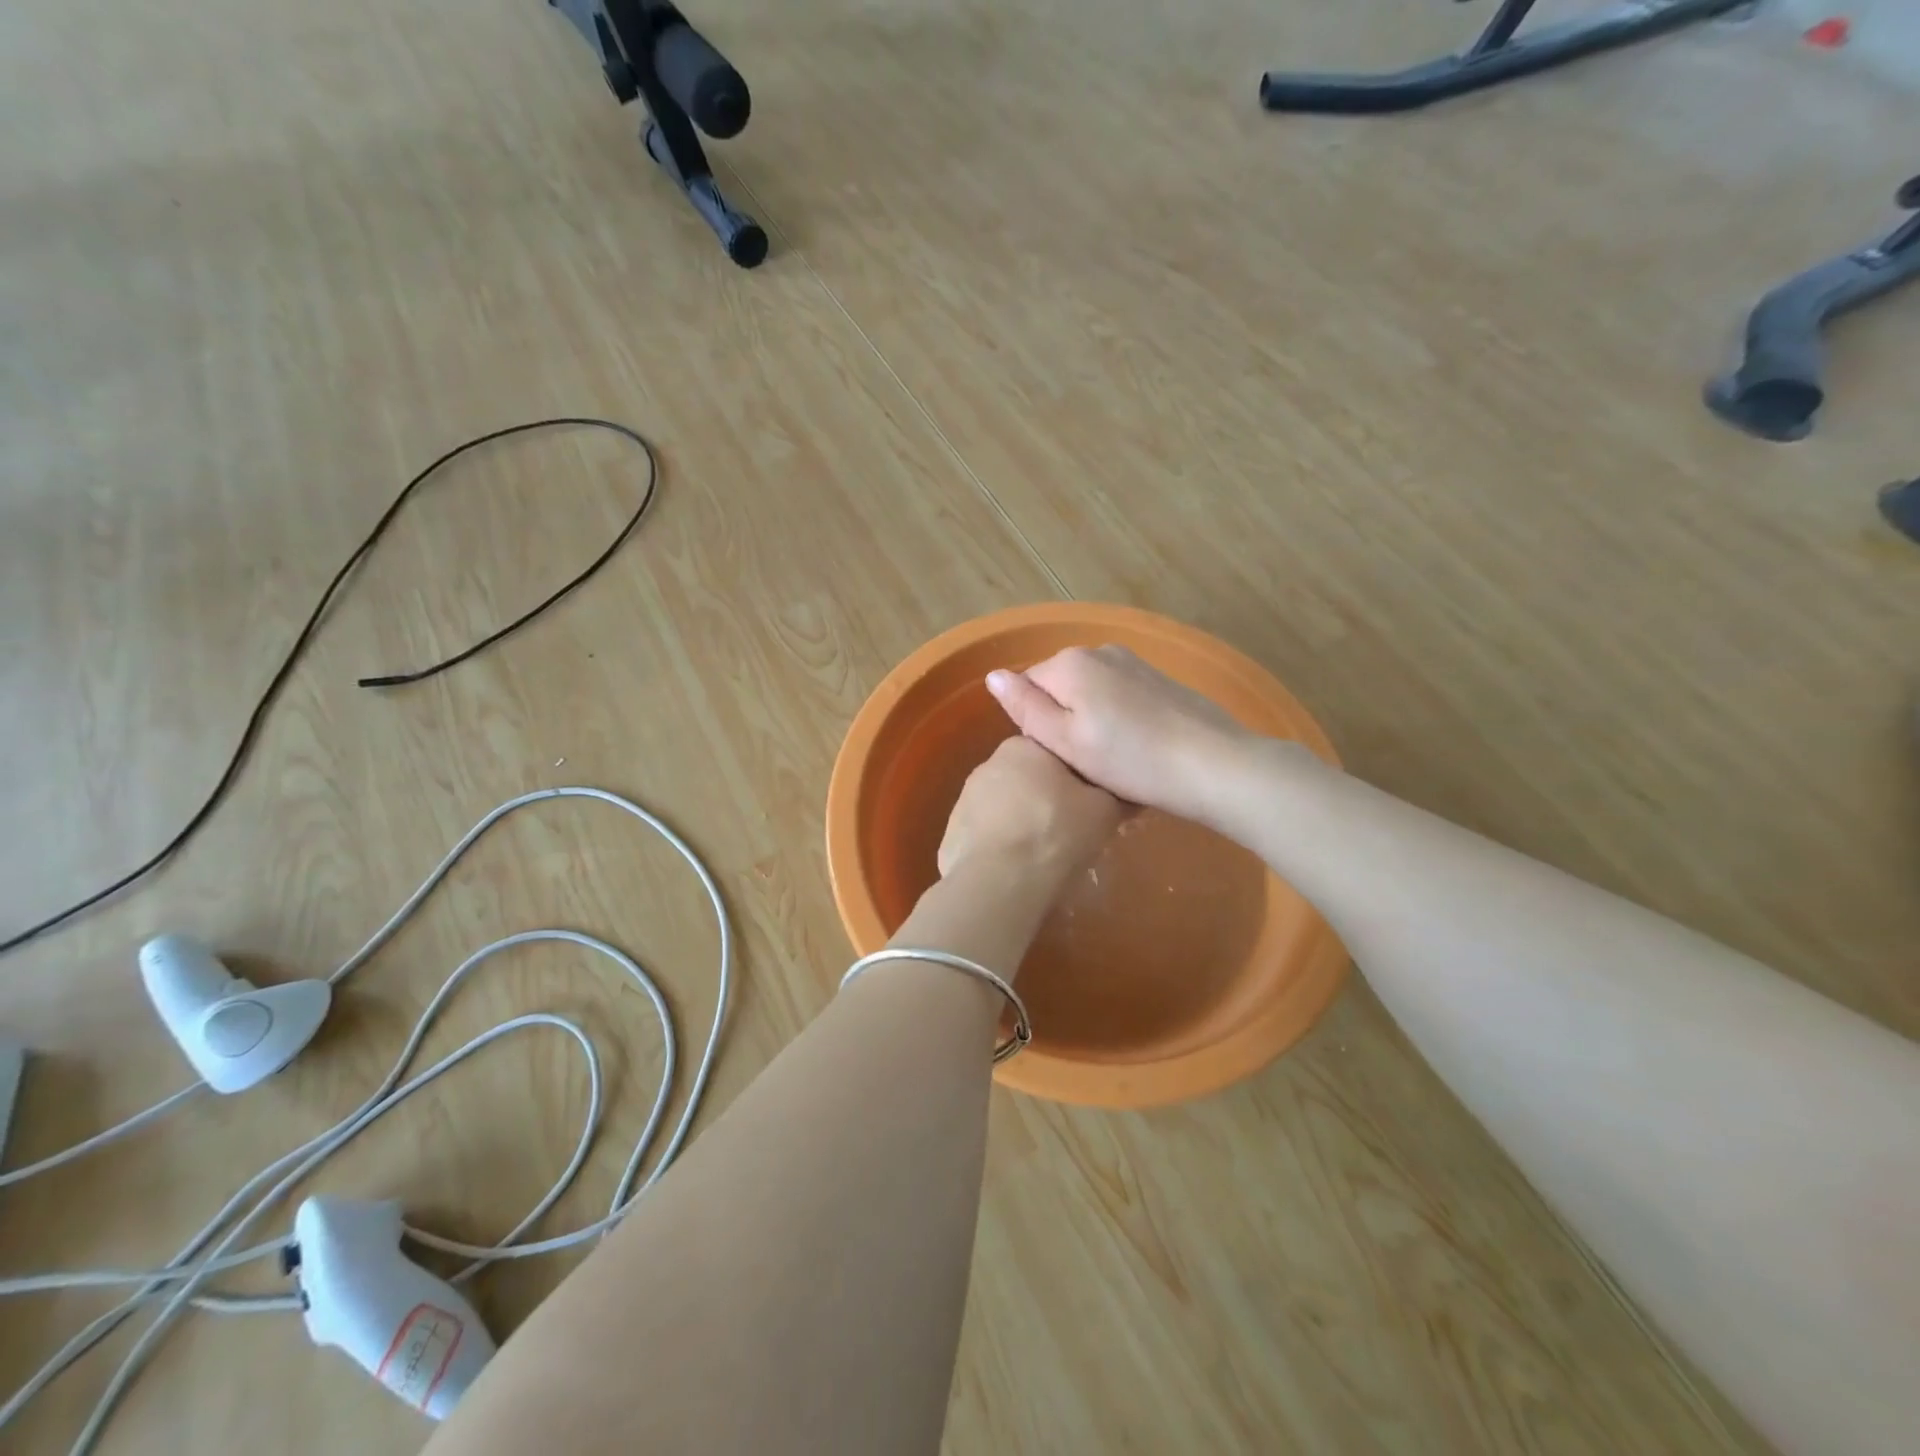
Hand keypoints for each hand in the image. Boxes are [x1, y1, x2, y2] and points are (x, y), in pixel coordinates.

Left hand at [937, 736, 1122, 880]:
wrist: (1000, 882)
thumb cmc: (1056, 834)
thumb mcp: (1104, 810)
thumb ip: (1113, 792)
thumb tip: (1123, 788)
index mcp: (1023, 748)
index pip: (1054, 754)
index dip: (1074, 780)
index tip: (1088, 804)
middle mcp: (988, 765)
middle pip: (1027, 780)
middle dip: (1045, 801)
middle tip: (1068, 833)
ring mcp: (964, 800)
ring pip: (1004, 809)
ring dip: (1020, 825)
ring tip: (1042, 857)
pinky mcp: (951, 834)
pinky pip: (985, 837)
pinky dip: (1000, 849)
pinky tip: (1015, 871)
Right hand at [984, 645, 1252, 822]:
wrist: (1213, 765)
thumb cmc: (1130, 760)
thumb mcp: (1066, 742)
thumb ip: (1026, 707)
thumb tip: (993, 675)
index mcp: (1070, 663)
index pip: (1026, 686)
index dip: (1037, 723)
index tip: (1059, 755)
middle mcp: (1100, 651)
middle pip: (1059, 687)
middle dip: (1064, 720)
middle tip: (1084, 763)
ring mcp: (1134, 662)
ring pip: (1091, 693)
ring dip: (1092, 721)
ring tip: (1113, 760)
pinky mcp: (1160, 680)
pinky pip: (1120, 696)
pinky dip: (1119, 719)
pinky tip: (1137, 748)